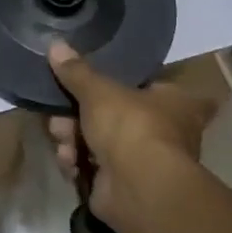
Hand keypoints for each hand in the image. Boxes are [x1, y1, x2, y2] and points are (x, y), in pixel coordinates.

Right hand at [46, 40, 216, 227]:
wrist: (139, 189)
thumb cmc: (131, 126)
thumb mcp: (98, 90)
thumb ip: (76, 70)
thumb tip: (55, 43)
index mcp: (176, 102)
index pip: (156, 85)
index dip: (132, 83)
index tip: (108, 82)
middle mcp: (166, 131)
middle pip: (112, 114)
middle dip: (78, 116)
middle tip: (62, 117)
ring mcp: (144, 160)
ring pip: (97, 140)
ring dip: (72, 140)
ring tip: (64, 143)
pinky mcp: (122, 184)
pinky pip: (91, 165)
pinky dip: (78, 163)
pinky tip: (70, 163)